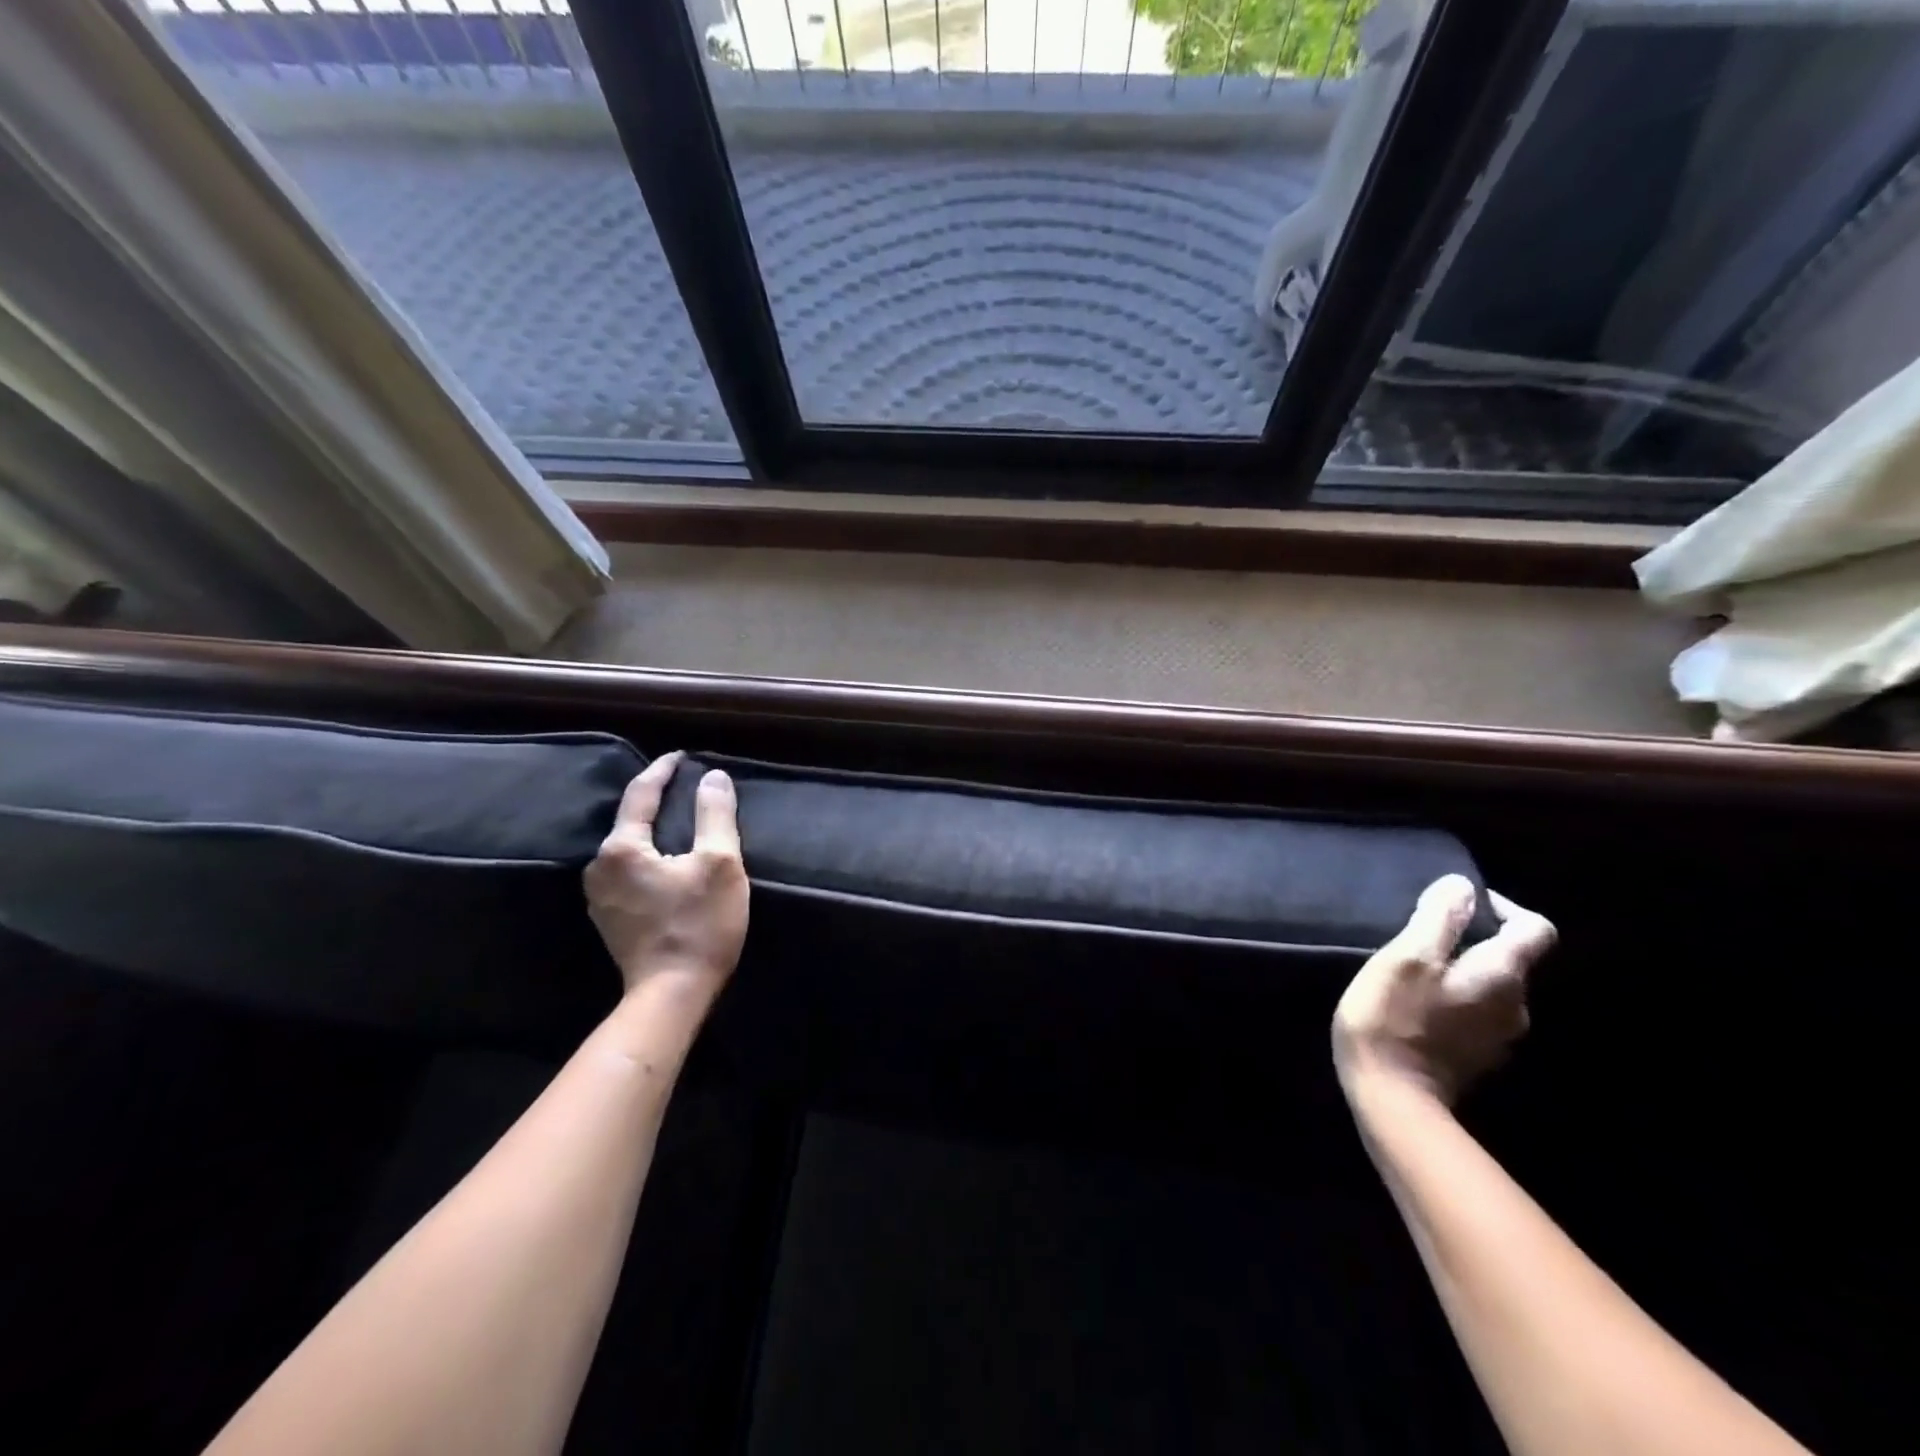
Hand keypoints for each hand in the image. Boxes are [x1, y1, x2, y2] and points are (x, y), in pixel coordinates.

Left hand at [584, 752, 748, 1002]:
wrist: (671, 995)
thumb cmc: (699, 925)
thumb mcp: (720, 864)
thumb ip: (715, 815)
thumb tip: (713, 777)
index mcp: (621, 848)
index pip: (640, 794)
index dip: (663, 771)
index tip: (682, 756)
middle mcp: (599, 867)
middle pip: (630, 820)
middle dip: (657, 800)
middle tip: (686, 786)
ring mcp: (599, 896)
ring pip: (628, 846)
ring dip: (652, 830)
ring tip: (679, 820)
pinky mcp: (608, 917)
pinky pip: (627, 870)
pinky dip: (648, 855)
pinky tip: (667, 859)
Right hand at [1333, 875, 1554, 1106]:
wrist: (1392, 1098)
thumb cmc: (1394, 1018)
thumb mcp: (1408, 956)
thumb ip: (1439, 918)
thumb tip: (1462, 886)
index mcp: (1503, 976)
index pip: (1535, 929)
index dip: (1503, 907)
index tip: (1458, 903)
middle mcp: (1516, 1007)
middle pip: (1510, 959)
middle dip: (1472, 940)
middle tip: (1421, 935)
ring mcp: (1498, 1037)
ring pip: (1490, 987)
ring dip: (1459, 970)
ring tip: (1413, 968)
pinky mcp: (1476, 1057)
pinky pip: (1474, 1013)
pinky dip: (1452, 999)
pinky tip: (1415, 1003)